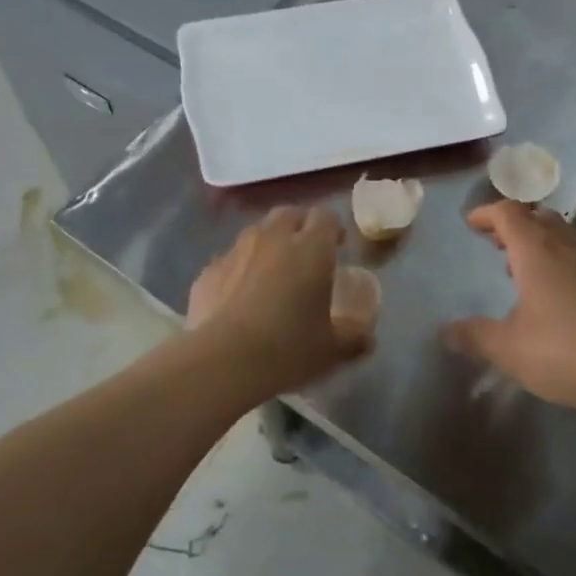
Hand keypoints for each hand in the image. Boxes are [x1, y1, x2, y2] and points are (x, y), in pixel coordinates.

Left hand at [186, 206, 372, 391]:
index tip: (338, 246)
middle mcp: (273, 238)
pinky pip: (229, 260)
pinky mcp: (207, 271)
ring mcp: (235, 251)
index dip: (334, 228)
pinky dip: (239, 268)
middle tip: (307, 251)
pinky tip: (240, 295)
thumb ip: (355, 338)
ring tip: (273, 271)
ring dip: (269, 243)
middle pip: (289, 214)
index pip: (326, 216)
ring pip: (256, 232)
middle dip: (300, 225)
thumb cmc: (288, 348)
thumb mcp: (333, 349)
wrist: (222, 362)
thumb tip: (368, 339)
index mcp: (311, 248)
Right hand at [444, 201, 575, 420]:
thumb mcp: (509, 349)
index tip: (471, 223)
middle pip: (538, 216)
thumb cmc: (566, 352)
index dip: (487, 213)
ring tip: (521, 266)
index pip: (508, 212)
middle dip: (514, 224)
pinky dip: (559, 260)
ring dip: (539, 241)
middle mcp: (569, 245)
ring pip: (563, 235)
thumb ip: (474, 336)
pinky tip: (556, 294)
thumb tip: (445, 332)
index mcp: (537, 250)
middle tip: (495, 241)